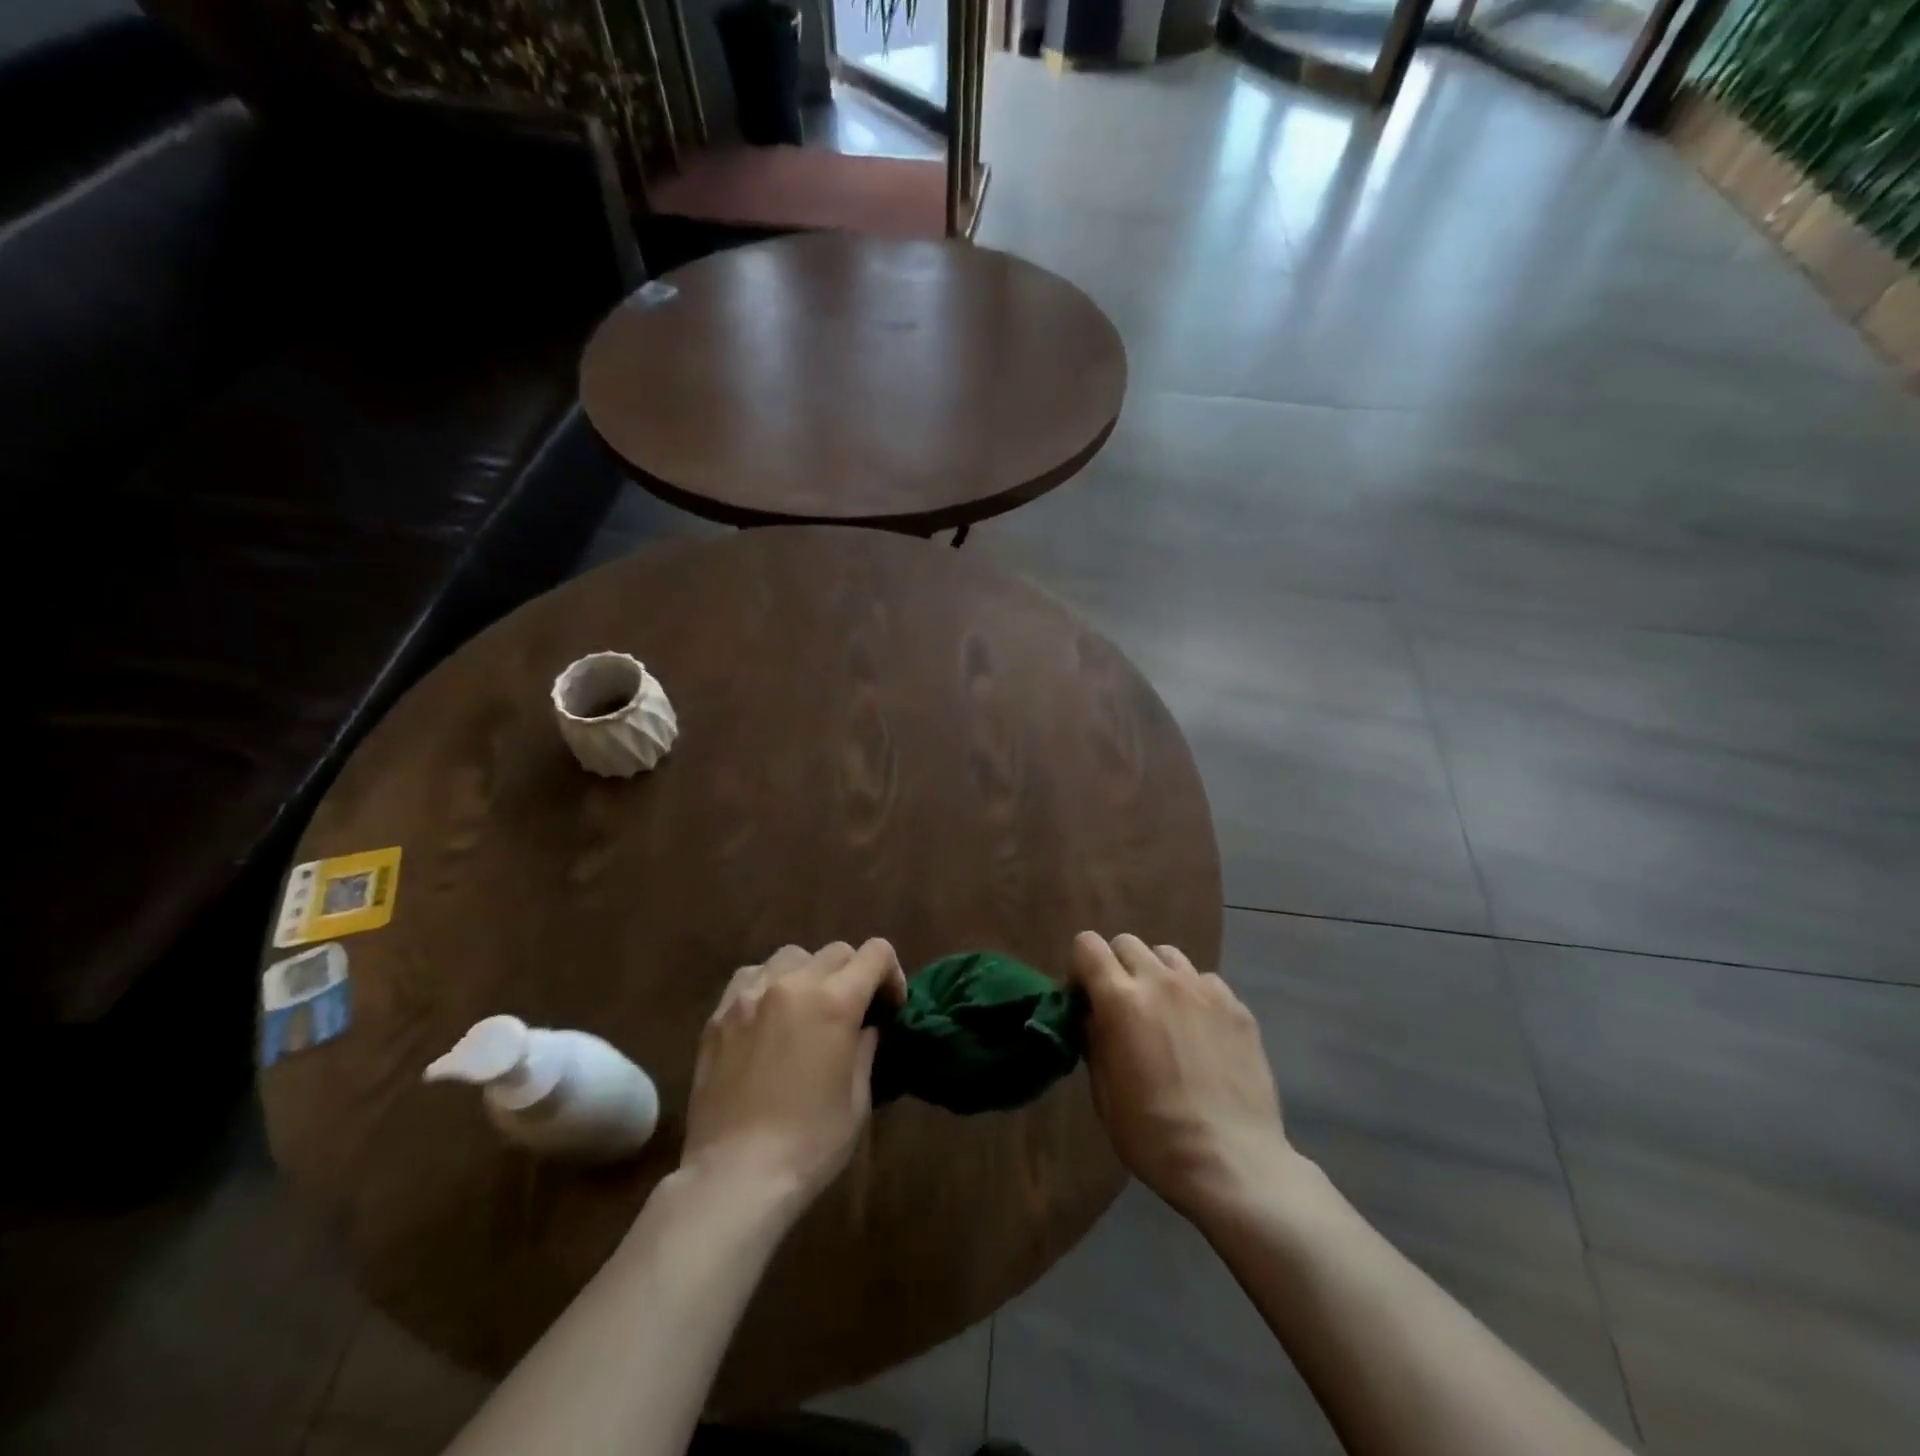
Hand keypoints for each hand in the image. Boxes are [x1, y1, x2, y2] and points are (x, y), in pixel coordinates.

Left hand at [681, 940, 906, 1209]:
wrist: (735, 1176)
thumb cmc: (810, 1143)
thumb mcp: (857, 1098)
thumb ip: (865, 1048)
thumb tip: (866, 1027)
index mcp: (835, 1001)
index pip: (875, 953)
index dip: (891, 974)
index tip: (889, 1007)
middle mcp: (793, 984)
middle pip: (836, 951)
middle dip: (853, 974)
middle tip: (852, 1012)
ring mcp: (750, 995)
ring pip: (791, 956)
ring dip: (809, 973)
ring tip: (807, 1008)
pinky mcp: (719, 1014)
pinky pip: (751, 976)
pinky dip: (769, 984)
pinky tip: (768, 1015)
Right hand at [1069, 933, 1293, 1219]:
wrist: (1232, 1163)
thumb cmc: (1153, 1135)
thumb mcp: (1104, 1093)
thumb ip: (1094, 1040)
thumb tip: (1091, 1017)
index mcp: (1120, 999)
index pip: (1087, 945)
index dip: (1080, 967)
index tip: (1085, 999)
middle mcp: (1161, 981)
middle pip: (1127, 943)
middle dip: (1117, 967)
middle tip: (1123, 1007)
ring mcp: (1204, 990)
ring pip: (1168, 955)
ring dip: (1156, 975)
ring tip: (1164, 1013)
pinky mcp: (1237, 1007)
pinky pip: (1205, 981)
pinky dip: (1194, 996)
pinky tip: (1200, 1033)